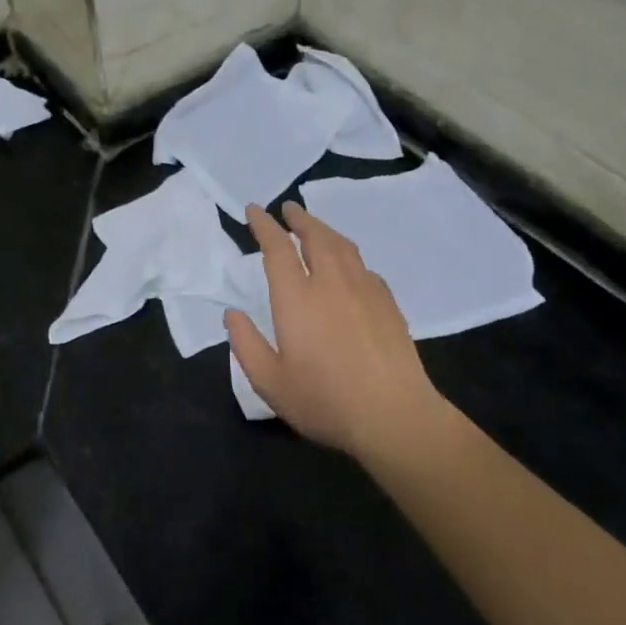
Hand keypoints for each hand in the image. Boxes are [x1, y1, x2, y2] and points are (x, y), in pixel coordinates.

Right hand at [225, 202, 455, 468]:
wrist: (393, 416)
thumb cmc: (324, 401)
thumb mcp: (269, 382)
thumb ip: (246, 345)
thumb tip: (232, 314)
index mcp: (296, 299)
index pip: (277, 248)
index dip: (264, 225)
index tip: (254, 210)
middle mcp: (330, 284)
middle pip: (315, 237)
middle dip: (299, 219)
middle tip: (288, 208)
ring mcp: (364, 290)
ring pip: (343, 247)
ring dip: (325, 230)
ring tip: (315, 227)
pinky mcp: (388, 304)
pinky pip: (364, 267)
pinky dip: (348, 256)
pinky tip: (348, 266)